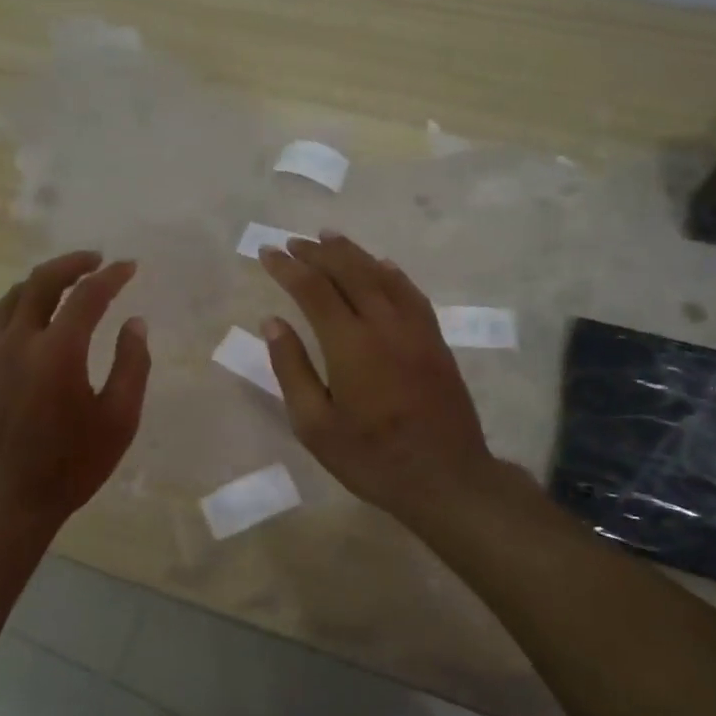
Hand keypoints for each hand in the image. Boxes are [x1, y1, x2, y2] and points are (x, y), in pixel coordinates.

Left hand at [0, 251, 150, 534]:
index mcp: (58, 352)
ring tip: (65, 280)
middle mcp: (19, 341)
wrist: (3, 502)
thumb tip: (135, 323)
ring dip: (42, 280)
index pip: (87, 296)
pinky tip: (22, 310)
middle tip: (97, 260)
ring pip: (13, 295)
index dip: (111, 276)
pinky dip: (12, 303)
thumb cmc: (69, 466)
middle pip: (43, 281)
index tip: (129, 267)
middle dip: (73, 263)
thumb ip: (131, 365)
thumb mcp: (118, 421)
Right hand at [258, 233, 512, 525]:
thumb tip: (272, 322)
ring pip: (381, 275)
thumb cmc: (372, 458)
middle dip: (318, 252)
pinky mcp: (435, 340)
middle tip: (294, 242)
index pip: (313, 290)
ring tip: (328, 237)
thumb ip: (292, 369)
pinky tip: (381, 265)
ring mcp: (415, 330)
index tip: (268, 253)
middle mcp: (384, 325)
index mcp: (350, 345)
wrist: (447, 478)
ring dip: (352, 253)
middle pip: (349, 272)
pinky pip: (411, 293)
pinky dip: (391, 273)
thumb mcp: (315, 426)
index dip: (288, 268)